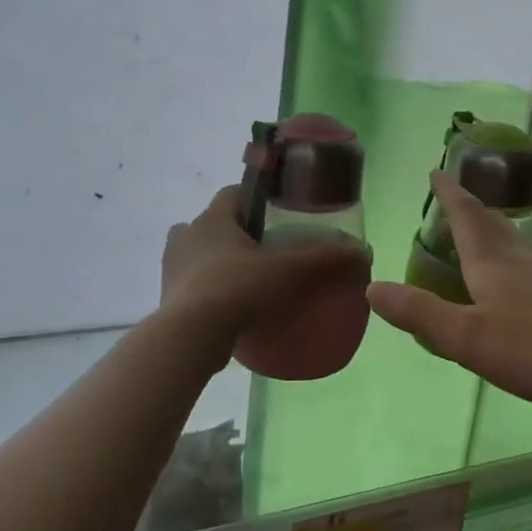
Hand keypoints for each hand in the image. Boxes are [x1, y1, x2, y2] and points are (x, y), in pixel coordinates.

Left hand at [160, 186, 370, 338]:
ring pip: (198, 255)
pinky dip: (210, 290)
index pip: (233, 193)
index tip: (278, 214)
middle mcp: (186, 237)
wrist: (190, 337)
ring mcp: (172, 269)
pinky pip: (193, 285)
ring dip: (219, 261)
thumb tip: (363, 251)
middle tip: (267, 251)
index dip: (256, 200)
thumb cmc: (238, 288)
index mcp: (212, 219)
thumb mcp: (289, 271)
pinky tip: (234, 307)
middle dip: (238, 233)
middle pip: (214, 224)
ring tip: (250, 280)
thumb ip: (325, 258)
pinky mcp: (168, 299)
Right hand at [367, 172, 531, 417]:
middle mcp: (521, 259)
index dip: (448, 194)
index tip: (436, 171)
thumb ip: (420, 313)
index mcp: (492, 263)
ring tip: (479, 231)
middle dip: (469, 208)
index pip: (465, 216)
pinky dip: (511, 256)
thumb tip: (372, 287)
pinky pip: (529, 262)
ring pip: (514, 241)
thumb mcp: (467, 338)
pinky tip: (518, 275)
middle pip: (492, 223)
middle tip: (452, 199)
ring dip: (492, 229)